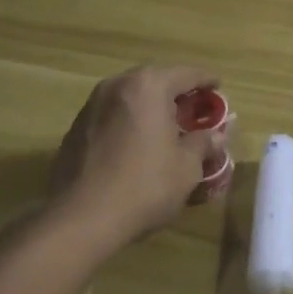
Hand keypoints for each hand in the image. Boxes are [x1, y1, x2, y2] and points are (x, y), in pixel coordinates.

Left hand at [48, 65, 224, 245]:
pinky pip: (110, 116)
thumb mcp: (186, 167)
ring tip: (164, 127)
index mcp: (149, 86)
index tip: (218, 86)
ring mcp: (91, 106)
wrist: (80, 219)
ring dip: (148, 107)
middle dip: (175, 92)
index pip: (186, 74)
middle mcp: (117, 85)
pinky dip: (127, 123)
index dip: (206, 80)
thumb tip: (215, 135)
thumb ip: (202, 143)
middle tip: (193, 108)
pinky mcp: (74, 129)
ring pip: (129, 97)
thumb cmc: (144, 186)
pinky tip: (135, 145)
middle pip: (155, 81)